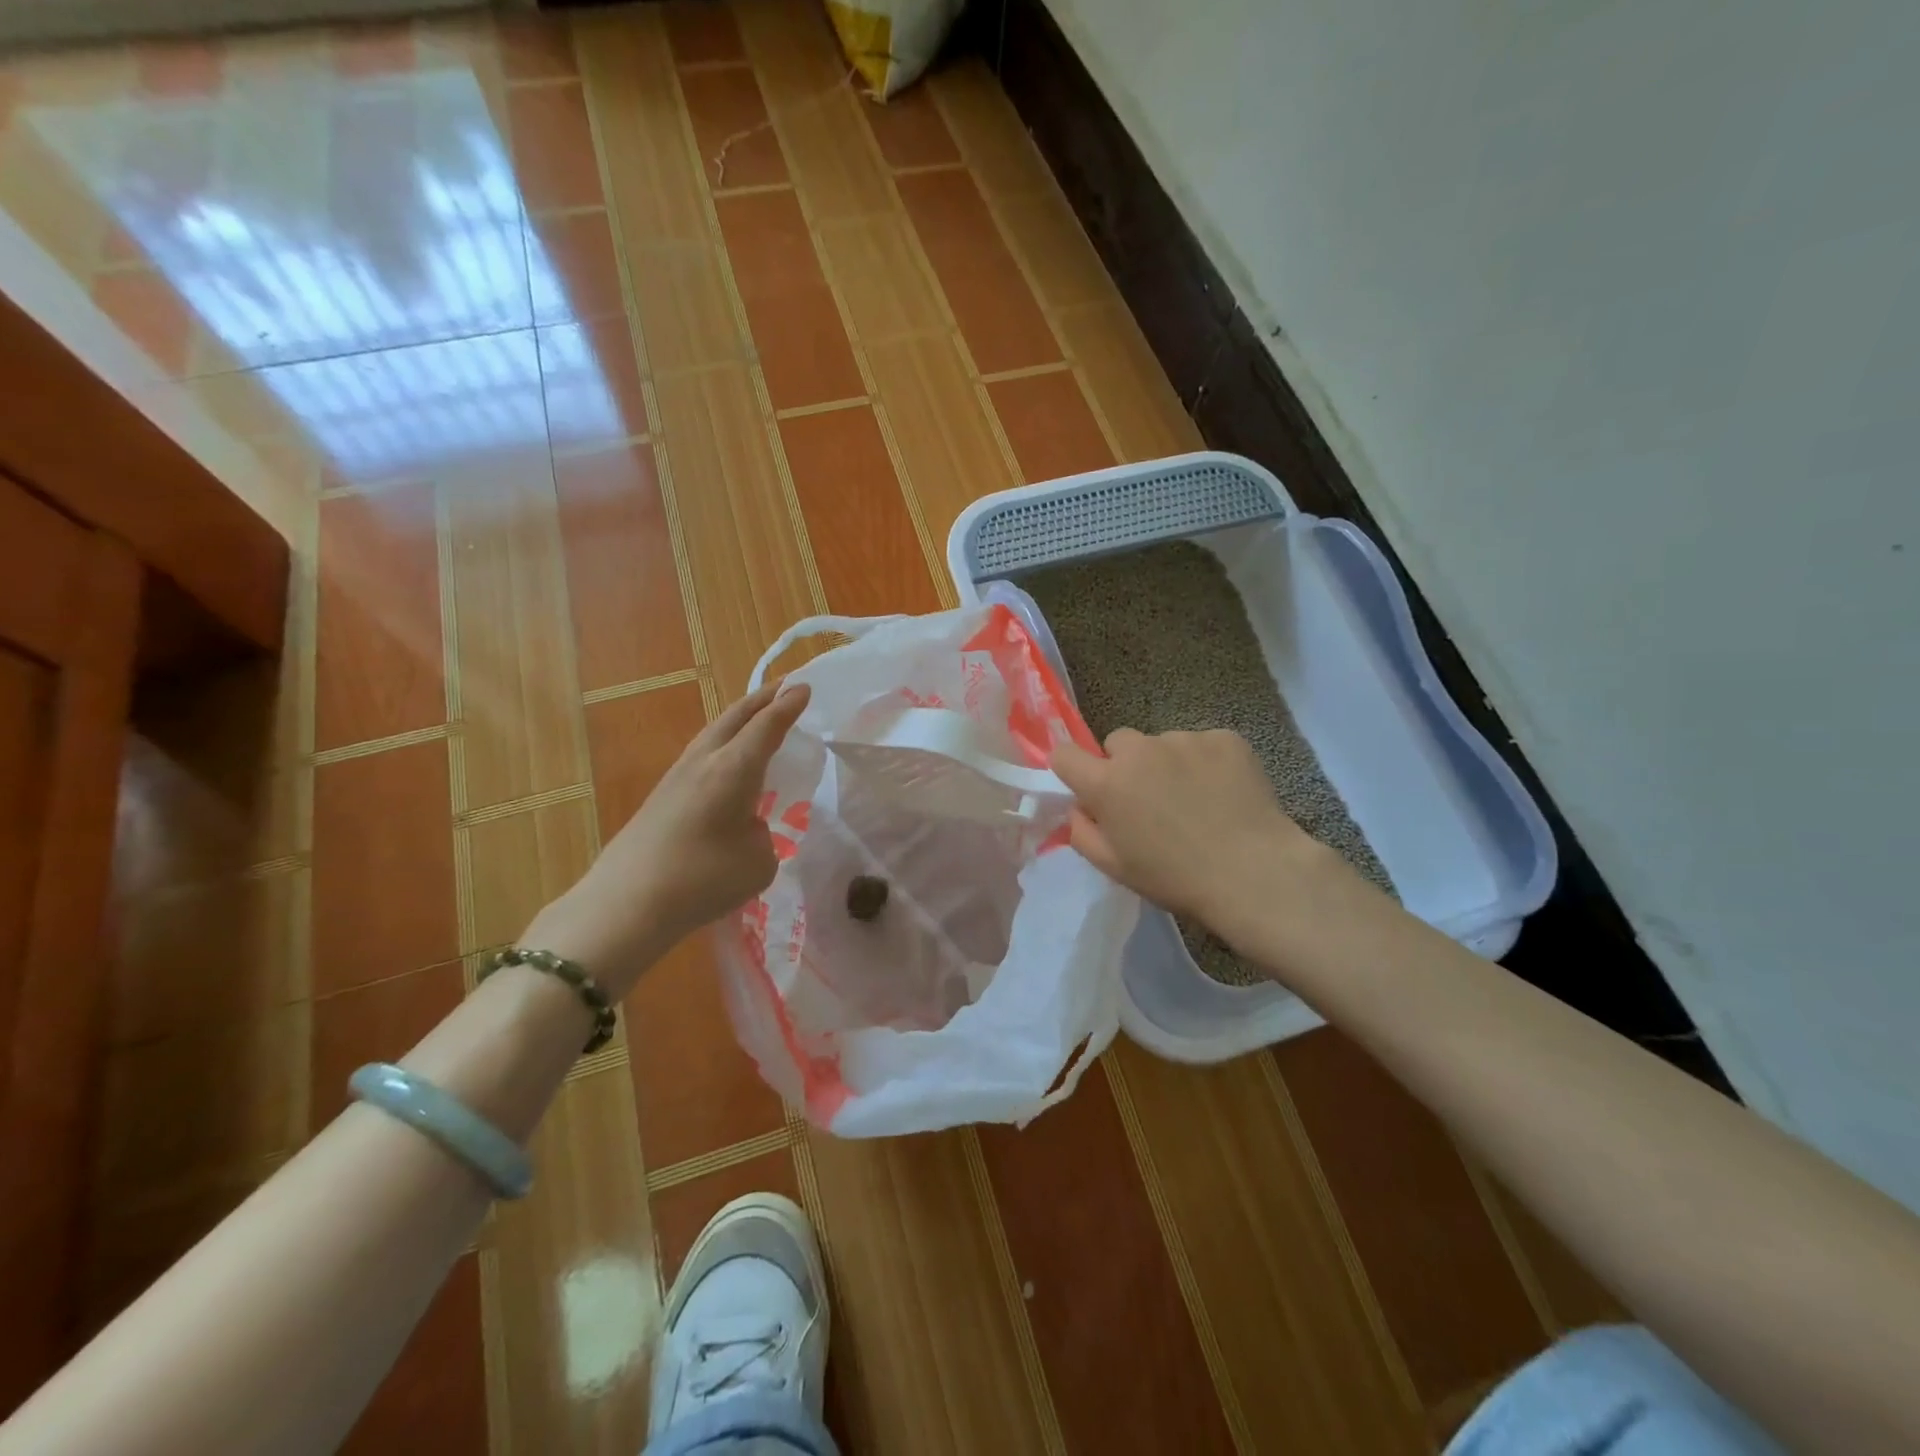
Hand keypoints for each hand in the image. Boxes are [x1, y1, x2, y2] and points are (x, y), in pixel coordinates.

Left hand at [526, 679, 810, 995]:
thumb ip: (761, 834)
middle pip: (736, 716)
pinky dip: (723, 743)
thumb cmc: (703, 878)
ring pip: (714, 732)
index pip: (767, 726)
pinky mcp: (661, 796)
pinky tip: (727, 760)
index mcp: (735, 768)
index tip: (805, 687)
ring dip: (740, 719)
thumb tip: (746, 827)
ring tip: (757, 716)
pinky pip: (702, 754)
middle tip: (785, 688)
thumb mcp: (758, 861)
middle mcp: (705, 761)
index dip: (788, 706)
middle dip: (763, 698)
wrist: (626, 904)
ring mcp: (677, 776)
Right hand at [1051, 727, 1345, 956]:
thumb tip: (1080, 807)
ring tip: (1195, 800)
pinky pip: (1202, 745)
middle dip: (1125, 765)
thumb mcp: (1114, 867)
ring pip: (1162, 744)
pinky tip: (1224, 793)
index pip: (1065, 754)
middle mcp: (1140, 750)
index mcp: (1107, 782)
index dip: (1072, 769)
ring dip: (1168, 764)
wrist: (1254, 873)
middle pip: (1118, 742)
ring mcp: (1184, 739)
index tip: (1088, 787)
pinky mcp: (1224, 738)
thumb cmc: (1175, 878)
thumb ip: (1082, 831)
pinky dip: (1207, 764)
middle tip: (1149, 799)